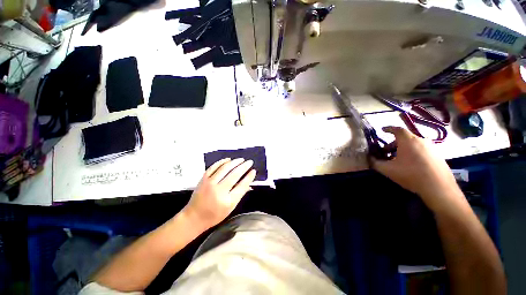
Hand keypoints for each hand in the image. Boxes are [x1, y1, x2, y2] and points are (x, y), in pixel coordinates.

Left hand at [182, 158, 256, 229]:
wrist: (193, 217)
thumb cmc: (214, 215)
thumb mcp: (230, 208)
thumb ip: (240, 194)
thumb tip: (248, 182)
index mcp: (227, 201)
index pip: (242, 185)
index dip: (249, 177)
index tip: (253, 171)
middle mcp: (219, 190)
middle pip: (234, 174)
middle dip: (244, 166)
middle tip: (249, 162)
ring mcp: (210, 183)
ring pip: (225, 168)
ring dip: (235, 162)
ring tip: (241, 159)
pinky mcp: (203, 179)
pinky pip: (214, 167)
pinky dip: (222, 162)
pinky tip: (228, 159)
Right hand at [372, 126, 460, 206]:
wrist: (438, 187)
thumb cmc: (410, 174)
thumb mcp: (388, 169)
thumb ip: (375, 163)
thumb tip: (370, 159)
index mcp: (408, 140)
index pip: (397, 129)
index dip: (388, 129)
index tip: (382, 130)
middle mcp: (421, 140)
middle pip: (404, 138)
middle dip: (393, 144)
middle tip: (386, 153)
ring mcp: (432, 147)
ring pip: (413, 144)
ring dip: (403, 149)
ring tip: (398, 160)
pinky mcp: (439, 156)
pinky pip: (422, 150)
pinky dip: (413, 153)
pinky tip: (411, 165)